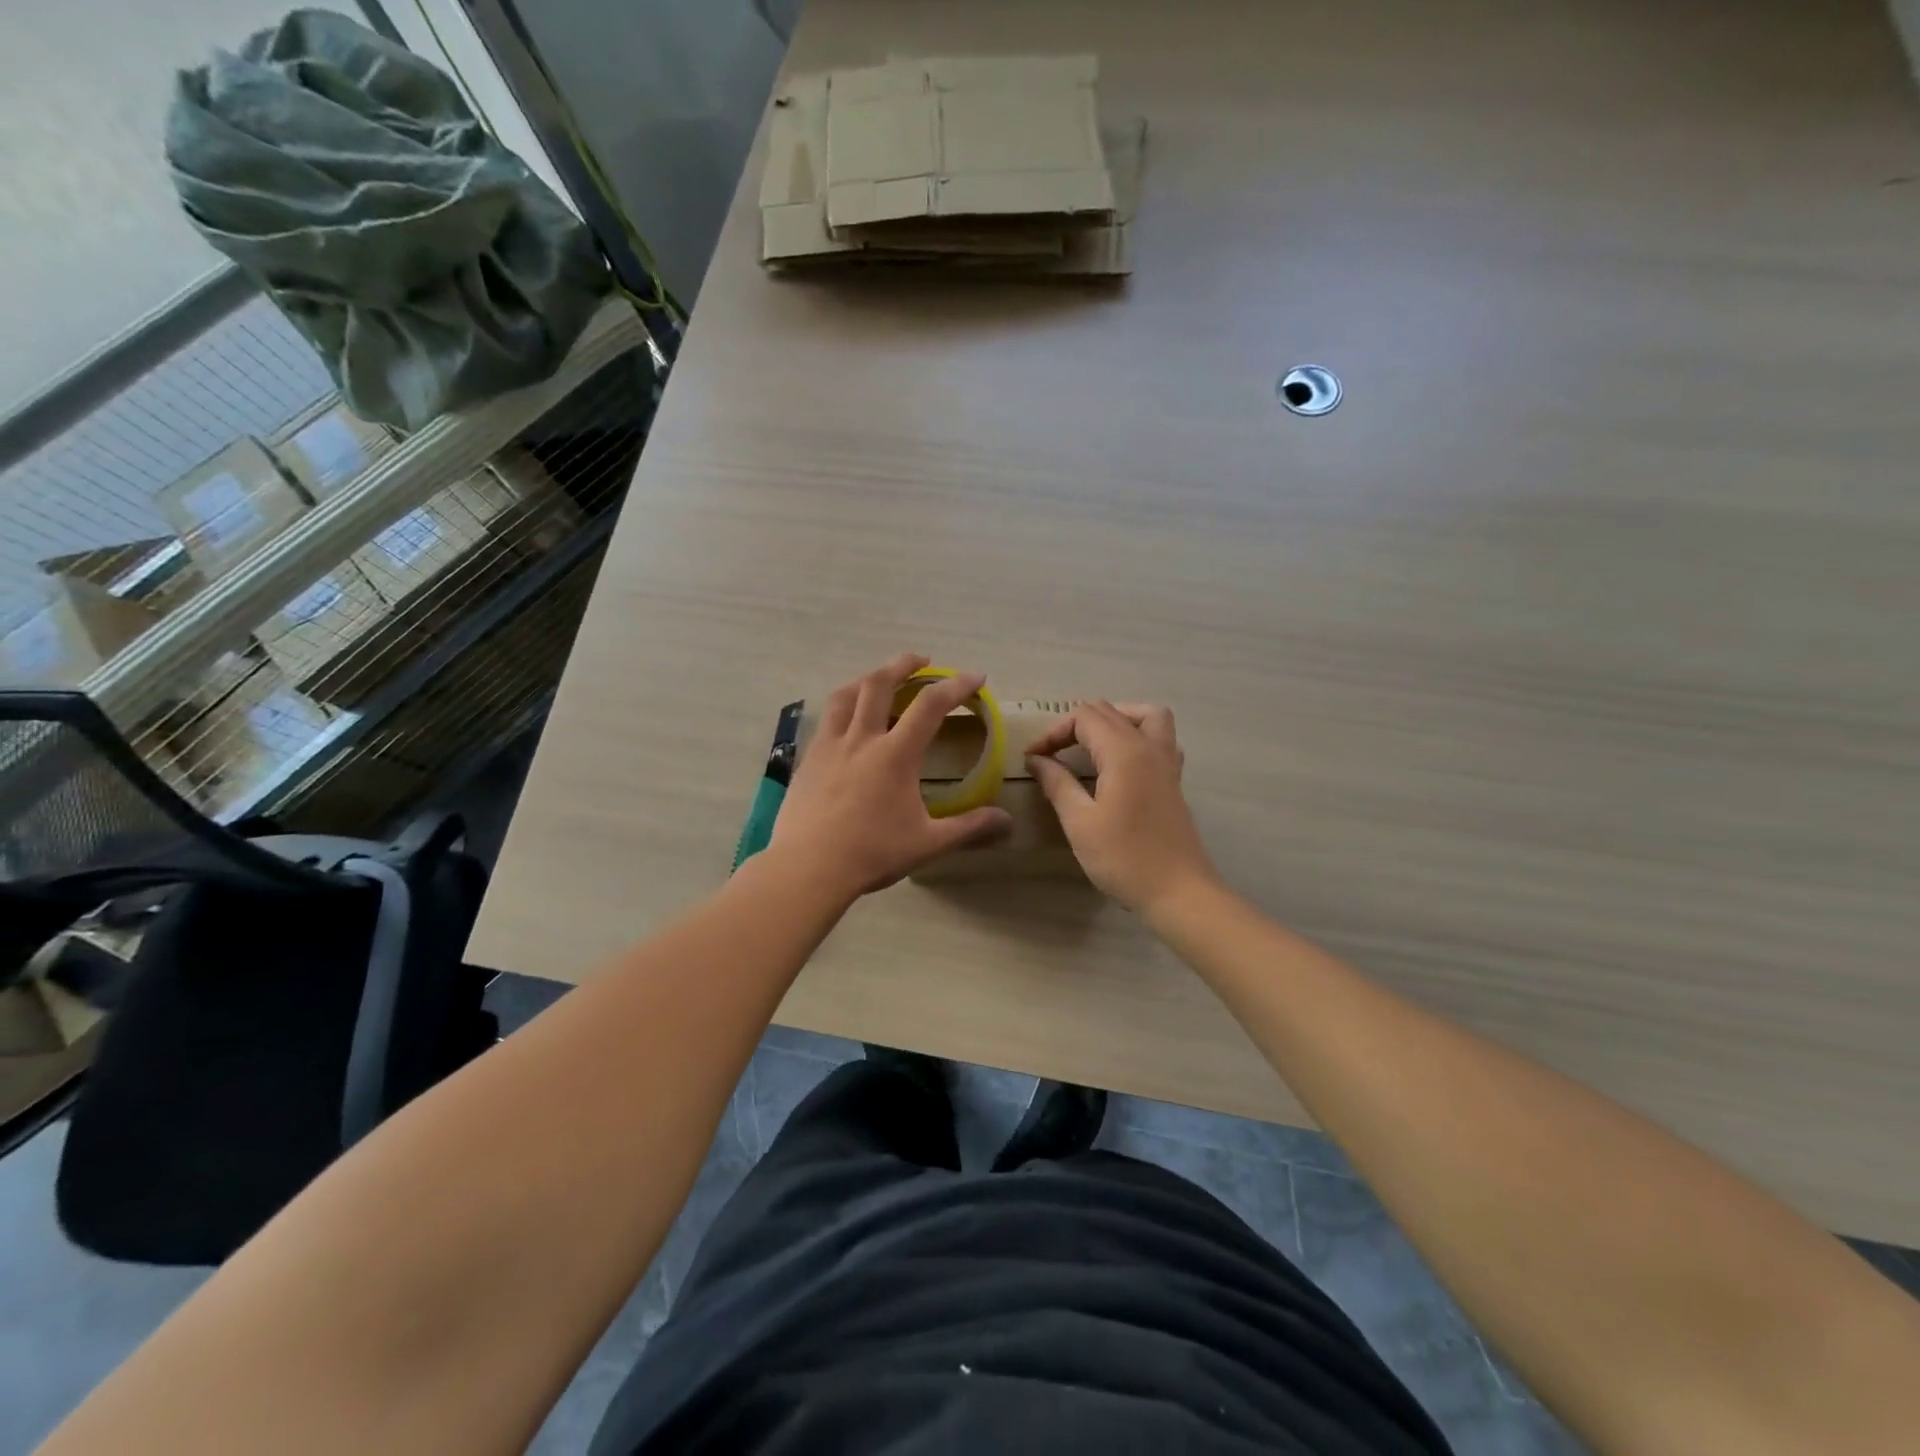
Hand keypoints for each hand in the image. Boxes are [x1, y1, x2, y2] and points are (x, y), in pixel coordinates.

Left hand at [770, 653, 1013, 899]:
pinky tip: (846, 722)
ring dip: (867, 679)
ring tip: (879, 679)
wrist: (808, 868)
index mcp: (896, 754)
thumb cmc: (872, 853)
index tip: (975, 677)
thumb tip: (1008, 822)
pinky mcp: (807, 759)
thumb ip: (969, 828)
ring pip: (846, 695)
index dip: (956, 685)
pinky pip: (826, 720)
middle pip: (880, 683)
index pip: (931, 705)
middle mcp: (862, 738)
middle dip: (904, 664)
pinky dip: (842, 707)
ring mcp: (829, 746)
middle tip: (921, 660)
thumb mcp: (928, 843)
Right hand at [1026, 702, 1219, 916]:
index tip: (1033, 759)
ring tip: (1090, 744)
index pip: (1084, 717)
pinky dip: (1137, 736)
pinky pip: (1160, 738)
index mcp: (1124, 752)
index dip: (1053, 732)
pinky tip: (1120, 763)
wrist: (1178, 892)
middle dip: (1075, 725)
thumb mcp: (1080, 822)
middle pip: (1110, 711)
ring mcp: (1167, 762)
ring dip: (1114, 720)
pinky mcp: (1174, 780)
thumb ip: (1057, 783)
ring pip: (1145, 715)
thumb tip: (1037, 759)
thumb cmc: (1124, 858)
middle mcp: (1149, 747)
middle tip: (1052, 755)